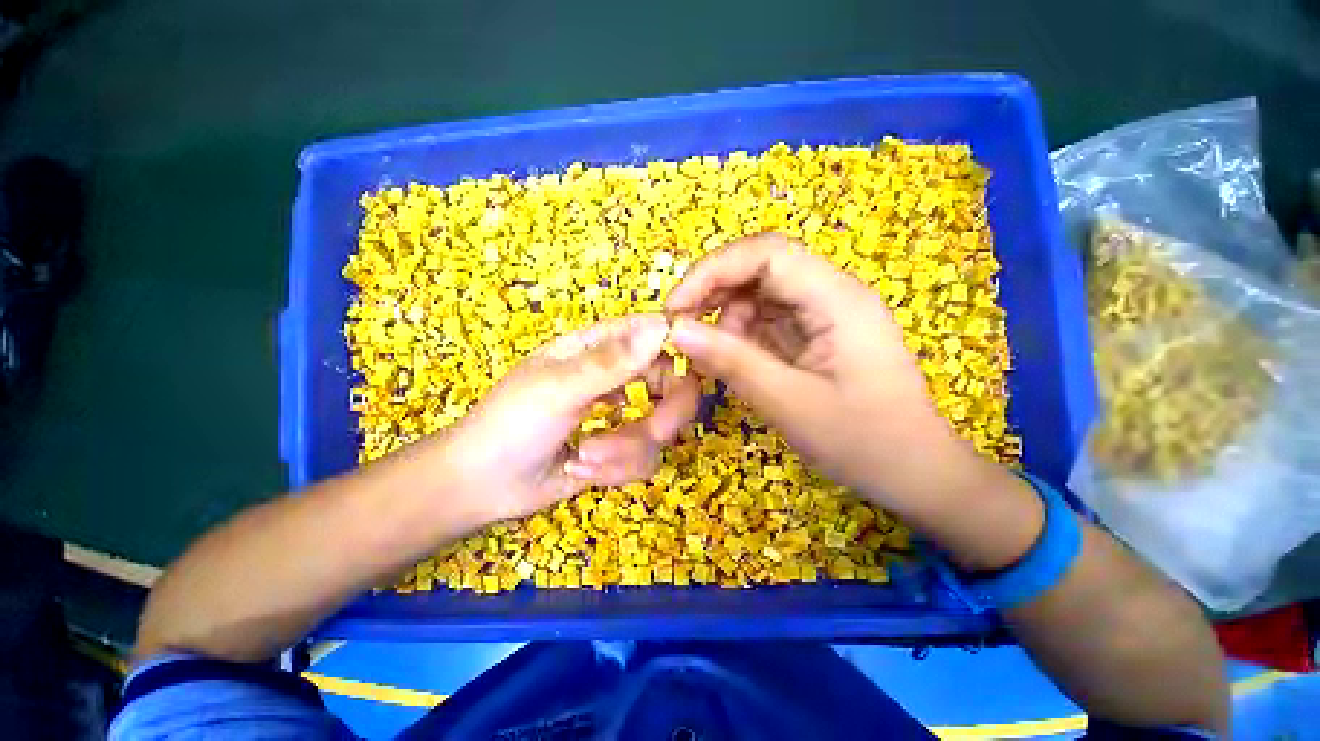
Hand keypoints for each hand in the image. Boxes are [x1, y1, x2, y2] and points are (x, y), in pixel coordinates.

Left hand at [436, 314, 699, 522]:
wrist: (481, 486)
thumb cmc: (510, 424)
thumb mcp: (559, 389)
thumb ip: (612, 362)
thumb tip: (661, 327)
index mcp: (599, 349)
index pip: (655, 334)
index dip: (680, 347)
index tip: (698, 368)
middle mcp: (617, 378)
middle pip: (673, 386)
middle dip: (665, 415)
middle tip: (655, 431)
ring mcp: (621, 416)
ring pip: (659, 431)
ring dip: (623, 451)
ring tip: (582, 458)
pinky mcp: (619, 451)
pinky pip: (643, 460)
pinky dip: (613, 471)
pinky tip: (579, 469)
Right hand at [665, 232, 992, 518]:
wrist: (914, 473)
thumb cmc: (863, 442)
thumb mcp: (789, 403)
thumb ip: (731, 362)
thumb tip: (676, 330)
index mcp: (836, 299)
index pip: (766, 253)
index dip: (712, 271)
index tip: (675, 308)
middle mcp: (831, 294)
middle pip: (760, 269)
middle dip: (713, 294)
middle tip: (681, 331)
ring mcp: (823, 314)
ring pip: (758, 296)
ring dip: (725, 320)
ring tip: (709, 358)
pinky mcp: (814, 334)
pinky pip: (766, 321)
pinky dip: (740, 337)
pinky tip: (730, 362)